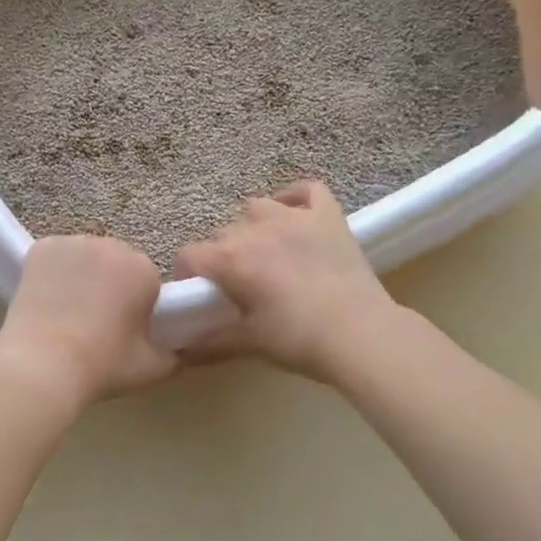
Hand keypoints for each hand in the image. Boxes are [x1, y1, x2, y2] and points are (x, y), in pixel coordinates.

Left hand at [0, 236, 176, 408]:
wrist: (41, 366)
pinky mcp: (40, 247)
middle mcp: (111, 245)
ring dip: (84, 275)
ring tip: (69, 312)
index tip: (124, 329)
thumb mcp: (153, 368)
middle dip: (112, 284)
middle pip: (117, 263)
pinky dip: (54, 271)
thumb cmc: (102, 366)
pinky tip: (47, 298)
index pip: (147, 280)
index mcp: (143, 268)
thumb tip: (179, 349)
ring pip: (86, 257)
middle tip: (96, 322)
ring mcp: (72, 242)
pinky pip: (56, 256)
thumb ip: (175, 353)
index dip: (137, 304)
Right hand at [174, 181, 398, 382]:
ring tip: (265, 251)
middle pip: (222, 235)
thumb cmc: (297, 339)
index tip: (199, 294)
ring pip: (257, 208)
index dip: (188, 274)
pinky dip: (294, 198)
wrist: (360, 334)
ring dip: (253, 227)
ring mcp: (293, 217)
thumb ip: (209, 341)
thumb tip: (179, 350)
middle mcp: (254, 229)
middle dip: (223, 256)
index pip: (189, 255)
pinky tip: (293, 213)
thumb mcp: (248, 342)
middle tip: (238, 285)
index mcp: (229, 259)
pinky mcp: (327, 215)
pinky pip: (306, 190)